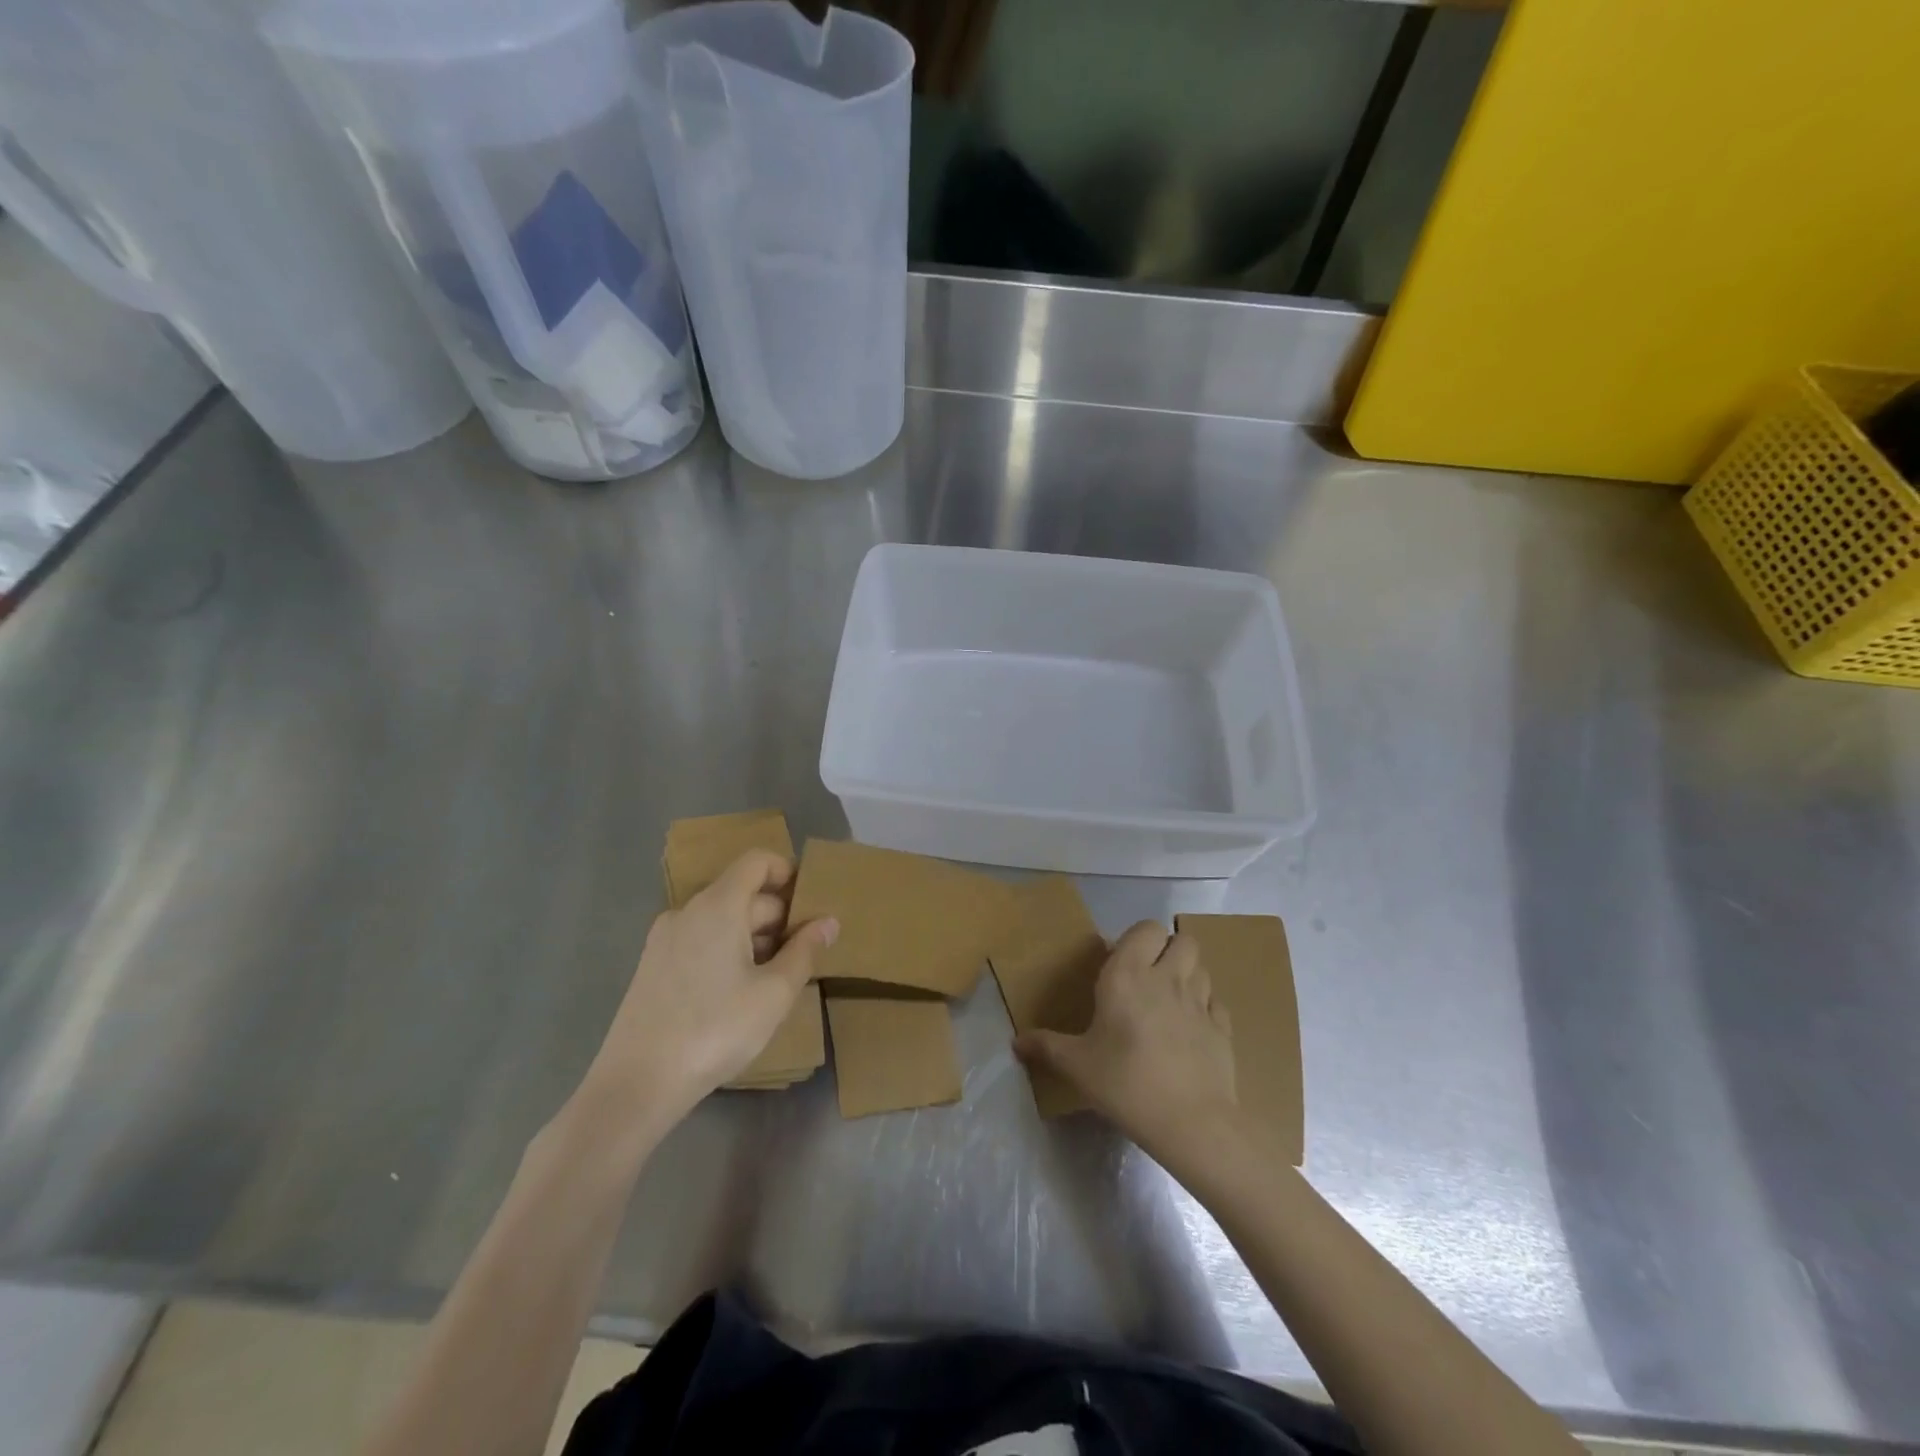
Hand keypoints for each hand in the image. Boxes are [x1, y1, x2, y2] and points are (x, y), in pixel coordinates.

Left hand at [580, 849, 836, 1132]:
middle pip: (742, 893)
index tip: (812, 905)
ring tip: (777, 978)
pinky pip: (701, 941)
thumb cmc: (715, 1029)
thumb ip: (805, 951)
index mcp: (718, 905)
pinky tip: (740, 993)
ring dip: (755, 937)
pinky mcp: (652, 967)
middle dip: (778, 916)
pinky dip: (727, 952)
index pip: (757, 861)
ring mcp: (665, 939)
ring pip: (722, 921)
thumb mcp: (774, 993)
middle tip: (805, 954)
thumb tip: (828, 921)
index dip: (788, 872)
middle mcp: (688, 911)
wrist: (636, 1084)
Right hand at [1014, 921, 1236, 1157]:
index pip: (1146, 929)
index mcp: (1128, 975)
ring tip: (1171, 999)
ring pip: (1202, 967)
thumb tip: (1016, 1042)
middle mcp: (1167, 978)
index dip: (1139, 938)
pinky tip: (1192, 1028)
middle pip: (1182, 940)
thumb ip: (1047, 1047)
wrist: (1190, 1122)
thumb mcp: (1078, 1066)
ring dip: (1188, 974)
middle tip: (1150, 976)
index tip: (1123, 962)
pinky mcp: (1223, 1029)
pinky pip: (1216, 1002)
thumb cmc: (1126, 1083)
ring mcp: (1200, 1002)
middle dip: (1169, 950)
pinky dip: (1206, 1007)